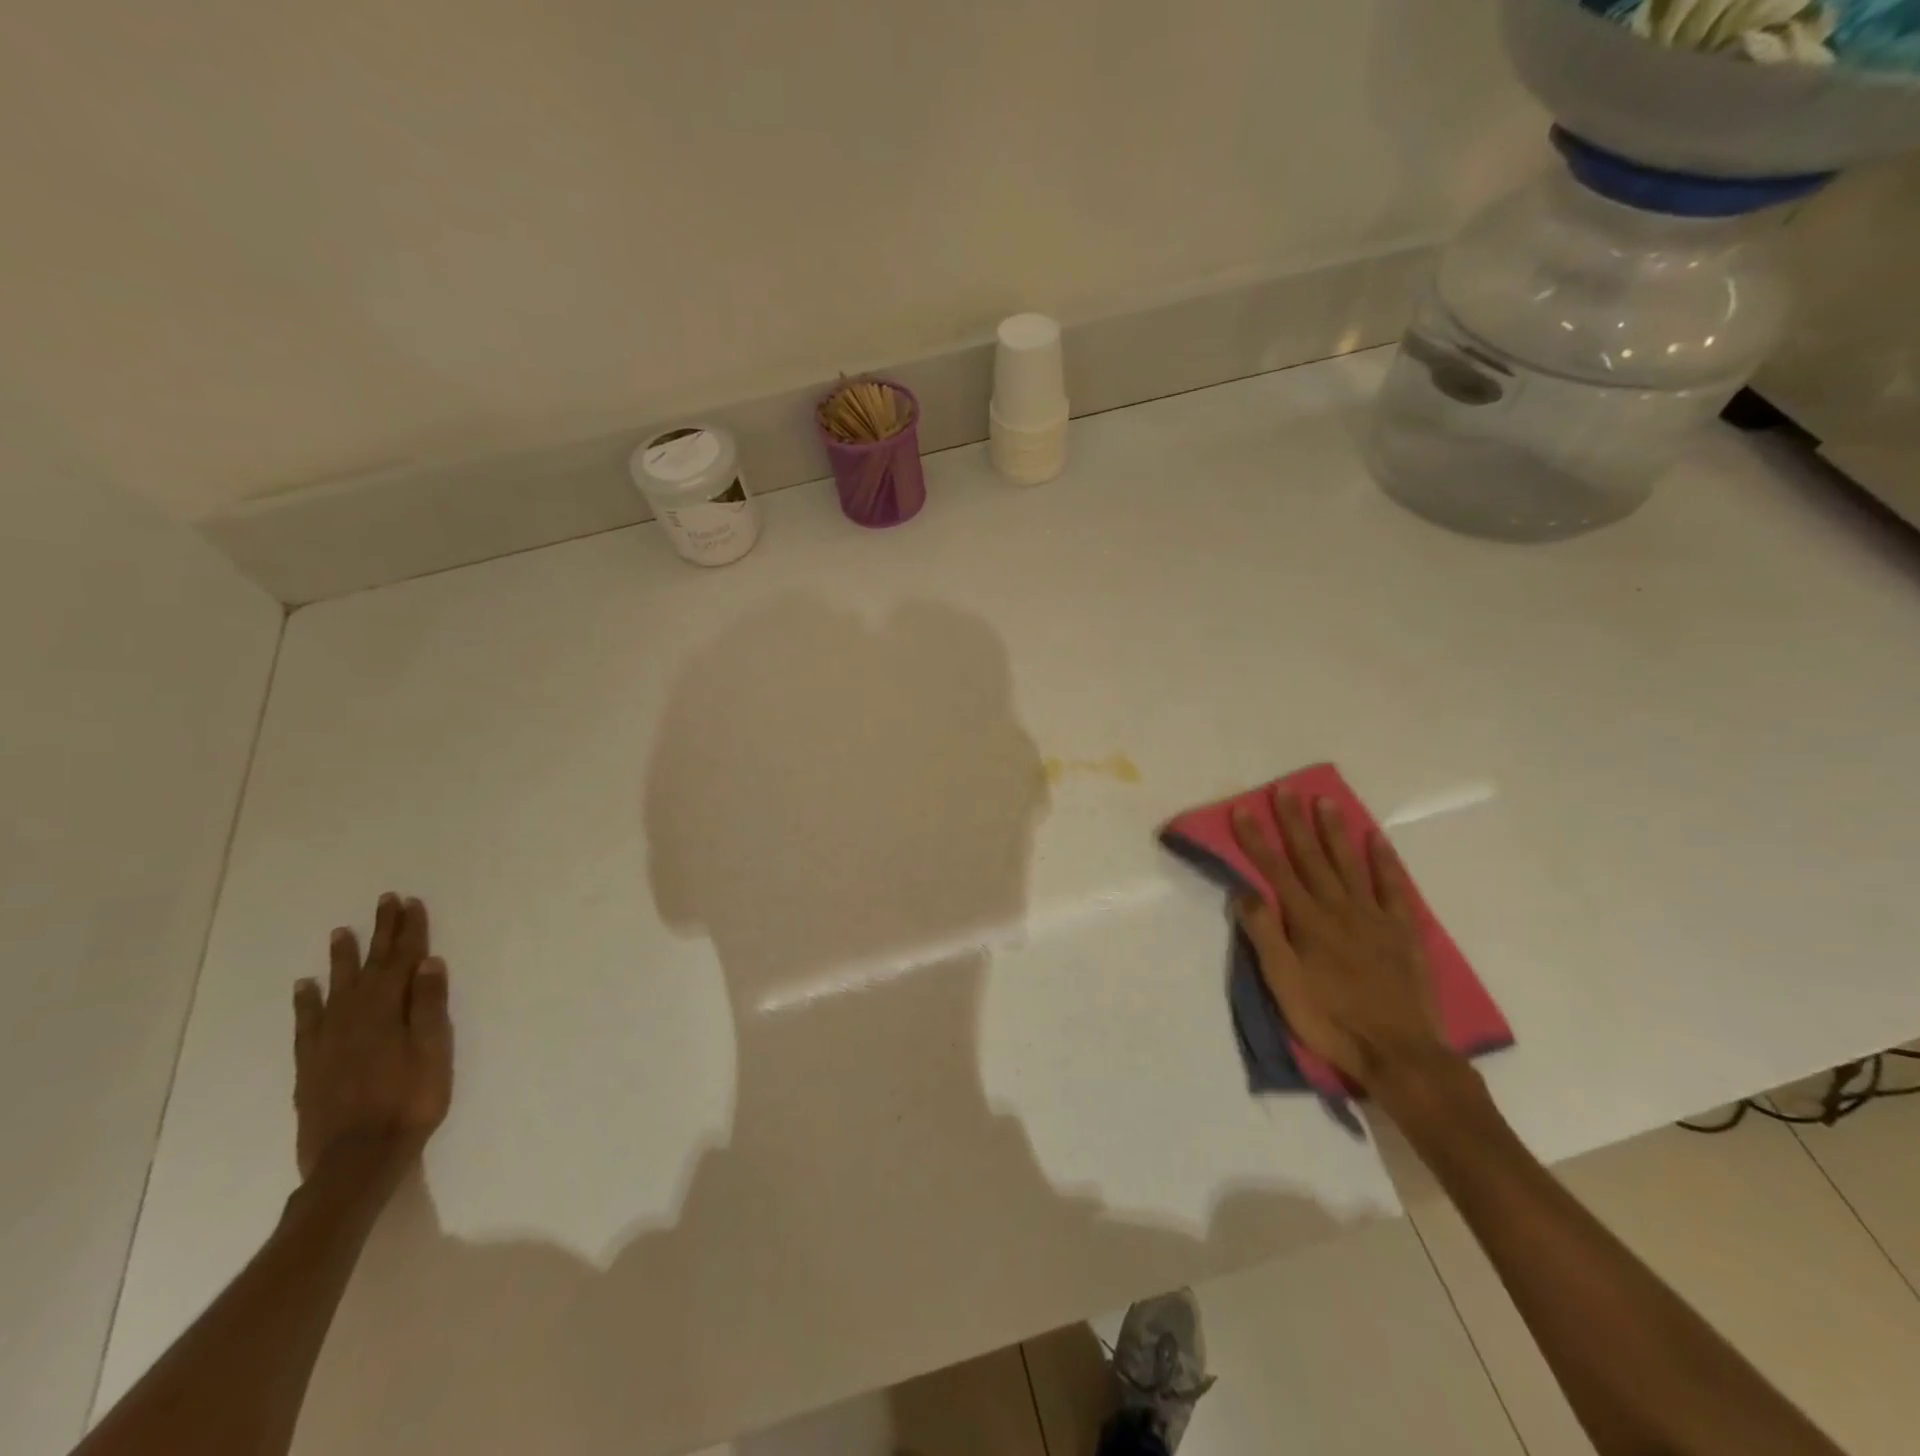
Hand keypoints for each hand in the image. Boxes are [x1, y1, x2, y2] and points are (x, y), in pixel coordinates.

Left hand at [292, 893, 453, 1180]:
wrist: (356, 1161)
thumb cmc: (410, 1102)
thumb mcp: (434, 1052)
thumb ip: (429, 1007)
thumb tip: (428, 962)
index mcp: (389, 1011)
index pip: (402, 960)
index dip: (408, 931)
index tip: (410, 902)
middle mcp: (355, 1017)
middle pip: (371, 967)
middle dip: (380, 933)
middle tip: (384, 901)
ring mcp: (329, 1040)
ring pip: (337, 988)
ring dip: (343, 959)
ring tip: (341, 933)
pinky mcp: (311, 1064)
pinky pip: (307, 1022)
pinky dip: (306, 1000)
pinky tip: (305, 986)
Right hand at [1231, 790, 1449, 1091]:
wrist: (1400, 1053)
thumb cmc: (1331, 1021)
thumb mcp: (1283, 984)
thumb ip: (1264, 935)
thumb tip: (1244, 890)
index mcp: (1307, 921)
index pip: (1275, 870)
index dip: (1256, 839)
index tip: (1242, 809)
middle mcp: (1339, 909)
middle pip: (1311, 857)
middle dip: (1294, 822)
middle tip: (1285, 789)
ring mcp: (1374, 917)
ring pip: (1350, 864)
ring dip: (1334, 831)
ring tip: (1324, 801)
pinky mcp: (1403, 931)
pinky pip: (1393, 887)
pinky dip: (1384, 860)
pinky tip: (1375, 838)